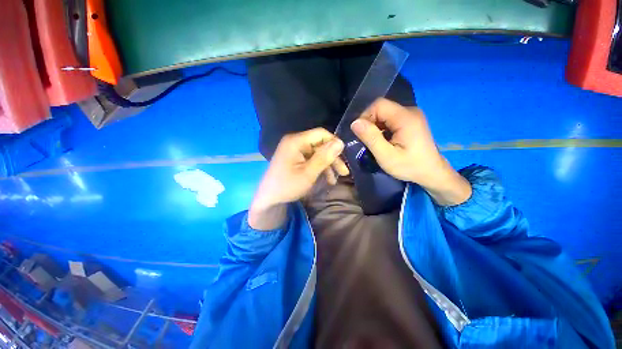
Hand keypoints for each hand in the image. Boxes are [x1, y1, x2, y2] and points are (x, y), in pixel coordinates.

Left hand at [249, 128, 348, 229]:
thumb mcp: (308, 173)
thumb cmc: (287, 186)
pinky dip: (319, 168)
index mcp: (296, 141)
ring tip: (334, 180)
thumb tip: (340, 142)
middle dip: (332, 158)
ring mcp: (294, 150)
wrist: (269, 199)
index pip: (321, 134)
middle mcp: (295, 142)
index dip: (334, 143)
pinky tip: (326, 179)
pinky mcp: (295, 158)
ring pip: (317, 153)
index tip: (344, 157)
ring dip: (327, 165)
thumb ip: (324, 157)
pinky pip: (311, 159)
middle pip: (320, 144)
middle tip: (344, 173)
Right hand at [350, 98, 470, 205]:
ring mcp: (411, 115)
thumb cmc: (409, 166)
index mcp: (405, 117)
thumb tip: (355, 123)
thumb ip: (371, 138)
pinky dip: (382, 128)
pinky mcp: (410, 120)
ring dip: (375, 126)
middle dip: (369, 123)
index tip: (360, 134)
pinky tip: (383, 140)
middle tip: (366, 140)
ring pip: (384, 113)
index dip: (365, 116)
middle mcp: (409, 111)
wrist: (431, 172)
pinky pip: (390, 118)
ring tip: (374, 142)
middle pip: (381, 108)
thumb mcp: (386, 156)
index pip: (378, 105)